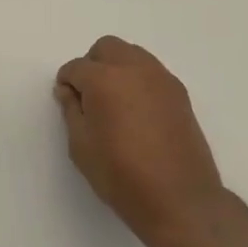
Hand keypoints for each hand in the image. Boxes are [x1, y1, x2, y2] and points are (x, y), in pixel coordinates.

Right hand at [55, 37, 226, 246]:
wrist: (180, 199)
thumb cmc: (122, 176)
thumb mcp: (82, 147)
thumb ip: (71, 111)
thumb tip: (68, 90)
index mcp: (104, 79)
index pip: (76, 67)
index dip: (67, 83)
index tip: (67, 101)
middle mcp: (133, 68)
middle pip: (106, 48)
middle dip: (92, 65)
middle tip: (89, 97)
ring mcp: (161, 78)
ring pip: (132, 54)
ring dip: (117, 68)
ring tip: (115, 103)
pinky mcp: (179, 92)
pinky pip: (151, 71)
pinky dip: (138, 80)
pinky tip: (138, 111)